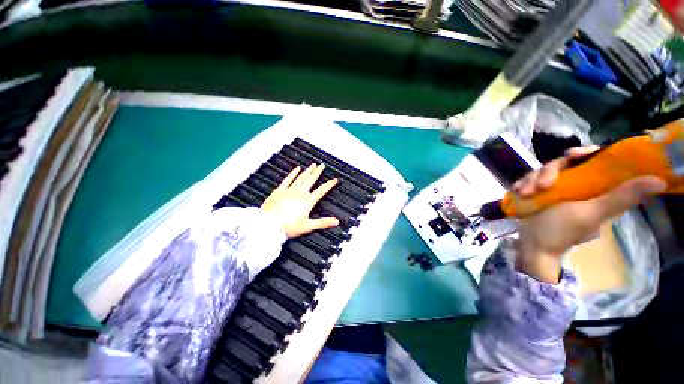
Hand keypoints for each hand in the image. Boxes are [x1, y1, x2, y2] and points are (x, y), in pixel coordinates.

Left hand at [261, 164, 339, 237]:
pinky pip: (288, 179)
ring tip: (313, 165)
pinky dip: (293, 173)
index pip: (322, 191)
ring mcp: (290, 190)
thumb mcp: (308, 226)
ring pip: (301, 177)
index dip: (329, 185)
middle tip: (322, 166)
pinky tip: (297, 169)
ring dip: (308, 171)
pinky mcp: (280, 191)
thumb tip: (336, 222)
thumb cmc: (289, 227)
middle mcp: (301, 193)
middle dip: (318, 172)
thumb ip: (323, 223)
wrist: (270, 225)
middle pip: (311, 180)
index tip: (335, 179)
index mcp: (308, 201)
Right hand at [511, 147, 665, 283]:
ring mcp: (552, 189)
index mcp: (593, 187)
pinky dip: (521, 184)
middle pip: (562, 163)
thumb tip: (658, 181)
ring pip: (541, 171)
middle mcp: (574, 185)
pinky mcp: (534, 192)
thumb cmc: (561, 230)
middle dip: (548, 172)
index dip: (584, 153)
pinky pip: (527, 180)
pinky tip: (518, 193)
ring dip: (531, 180)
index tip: (573, 156)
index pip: (593, 160)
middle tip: (541, 186)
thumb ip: (619, 197)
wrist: (531, 245)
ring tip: (525, 194)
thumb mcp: (590, 213)